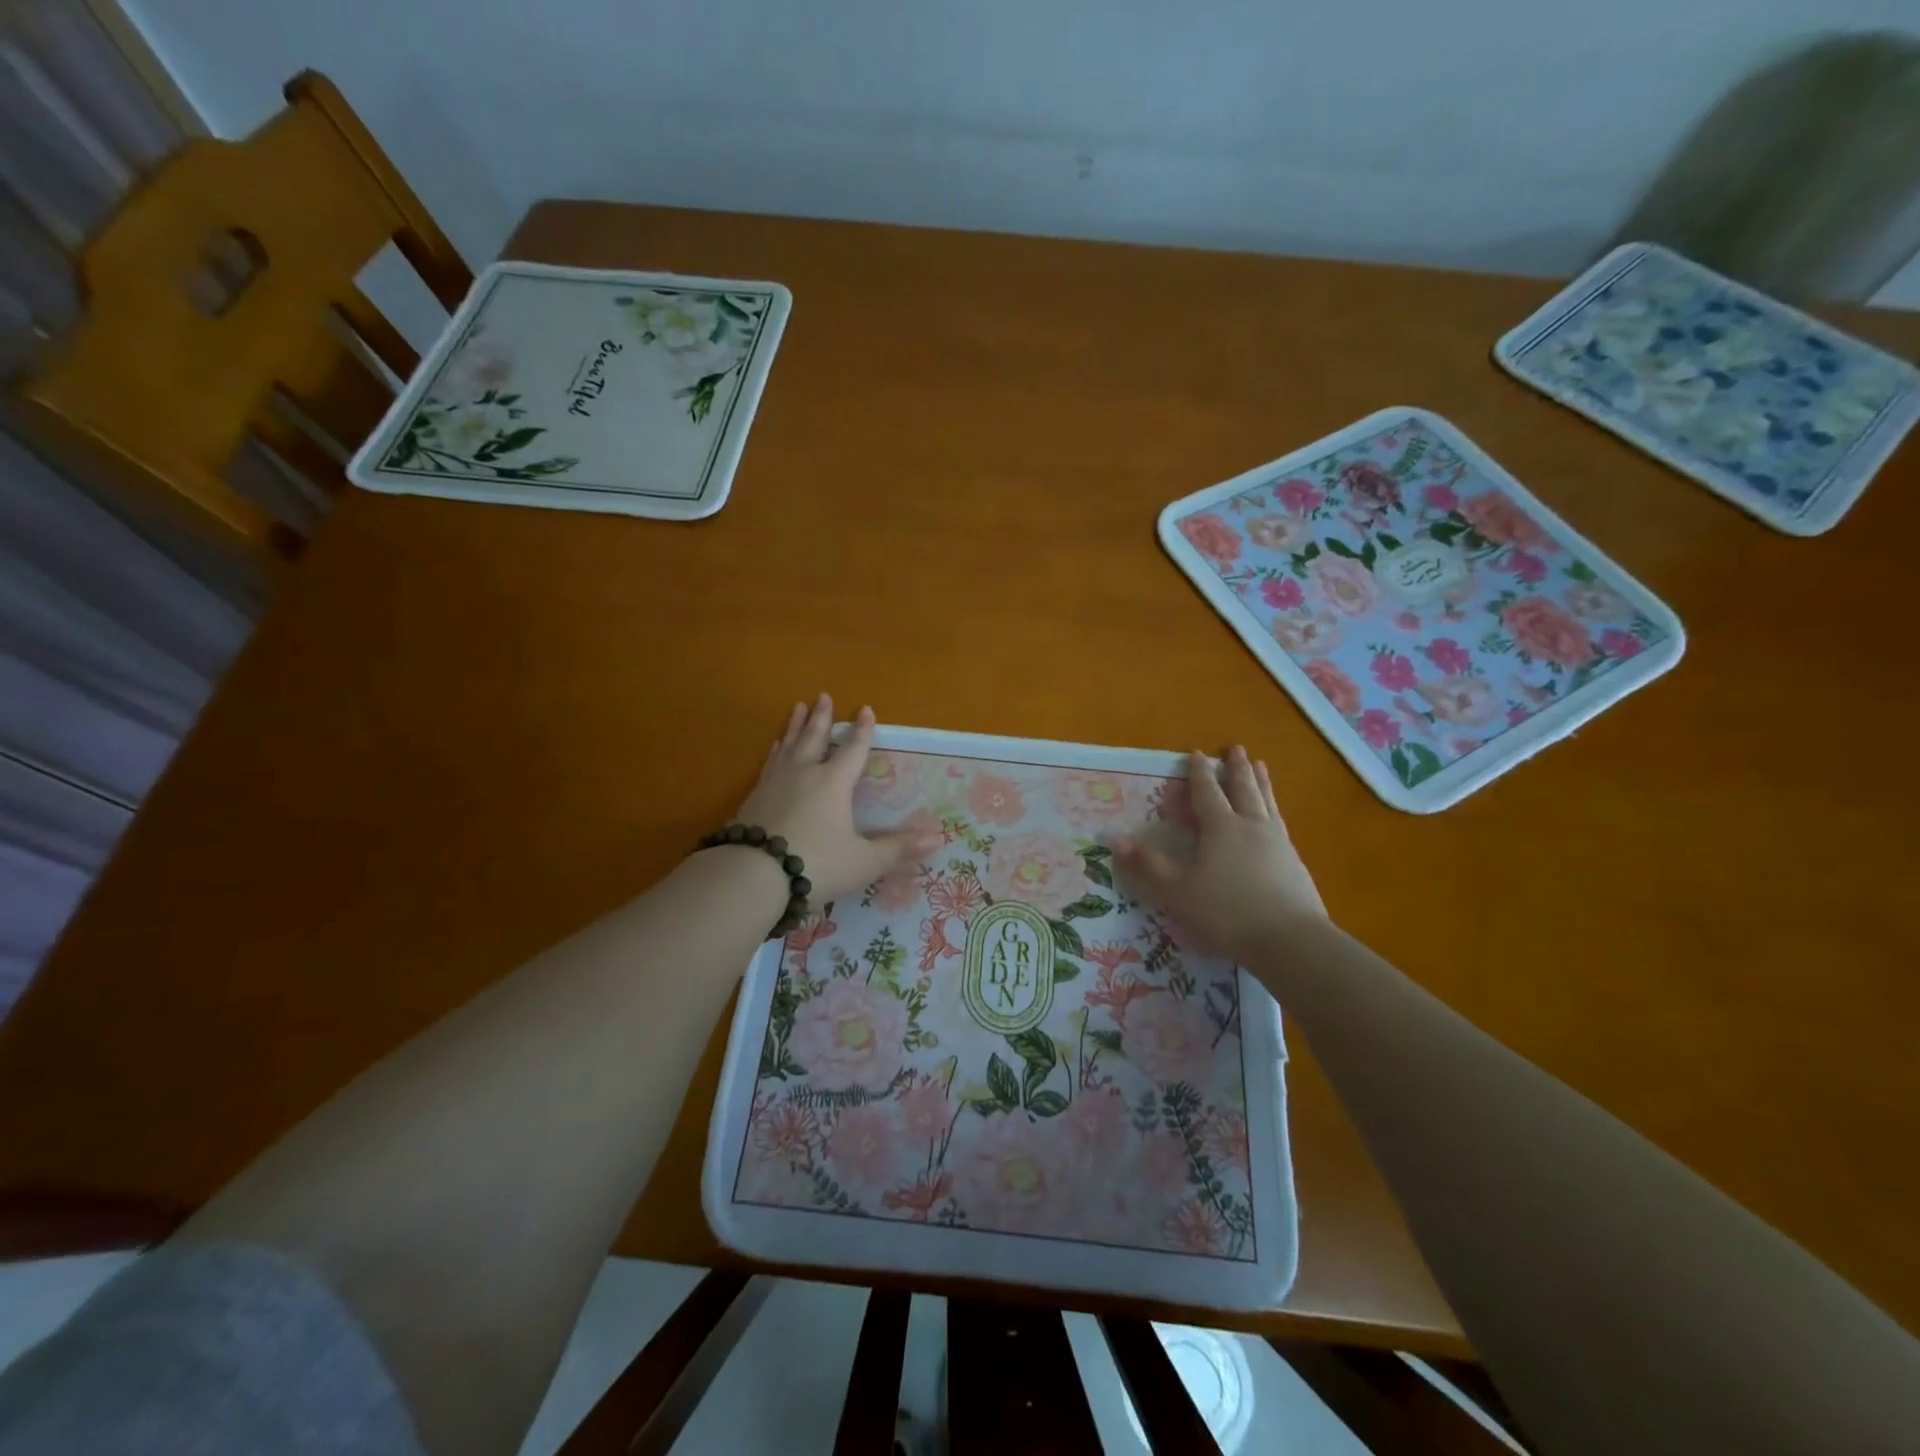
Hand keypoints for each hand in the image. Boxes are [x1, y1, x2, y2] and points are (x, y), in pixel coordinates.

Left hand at [734, 695, 942, 903]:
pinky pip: (769, 764)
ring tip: (796, 708)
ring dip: (794, 726)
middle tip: (823, 696)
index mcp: (833, 783)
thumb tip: (938, 838)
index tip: (866, 709)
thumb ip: (897, 848)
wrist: (752, 876)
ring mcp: (774, 784)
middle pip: (815, 738)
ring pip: (788, 746)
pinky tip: (774, 750)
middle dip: (822, 717)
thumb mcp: (864, 861)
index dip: (863, 731)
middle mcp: (804, 774)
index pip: (853, 750)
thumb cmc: (817, 864)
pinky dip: (775, 752)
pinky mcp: (753, 799)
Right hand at [1115, 746, 1327, 964]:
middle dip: (1236, 767)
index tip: (1196, 752)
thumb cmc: (1226, 912)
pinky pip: (1280, 824)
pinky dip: (1274, 810)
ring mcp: (1277, 843)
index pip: (1207, 792)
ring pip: (1267, 802)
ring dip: (1261, 782)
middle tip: (1235, 748)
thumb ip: (1148, 864)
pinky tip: (1275, 818)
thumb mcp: (1177, 891)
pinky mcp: (1294, 863)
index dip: (1198, 772)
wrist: (1290, 941)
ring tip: (1261, 766)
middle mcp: (1251, 826)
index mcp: (1221, 827)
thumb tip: (1116, 839)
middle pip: (1243, 788)